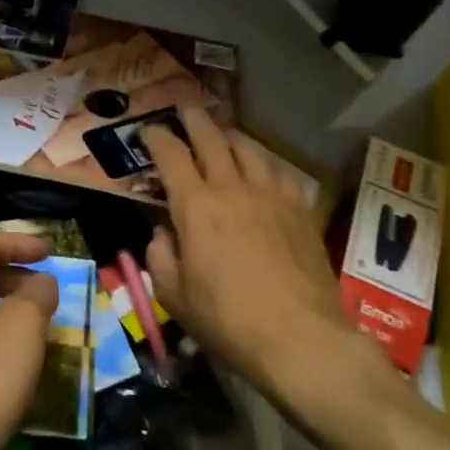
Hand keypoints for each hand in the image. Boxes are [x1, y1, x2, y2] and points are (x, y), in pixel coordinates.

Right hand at [141, 106, 368, 392]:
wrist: (302, 339)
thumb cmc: (228, 321)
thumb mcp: (175, 296)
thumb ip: (160, 257)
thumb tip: (163, 234)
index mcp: (196, 206)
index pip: (170, 154)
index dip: (156, 136)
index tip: (147, 131)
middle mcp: (232, 188)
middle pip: (211, 137)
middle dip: (193, 119)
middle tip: (184, 110)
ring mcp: (271, 195)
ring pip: (249, 147)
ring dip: (230, 135)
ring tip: (222, 133)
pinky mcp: (300, 209)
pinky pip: (279, 171)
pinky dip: (263, 163)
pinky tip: (262, 170)